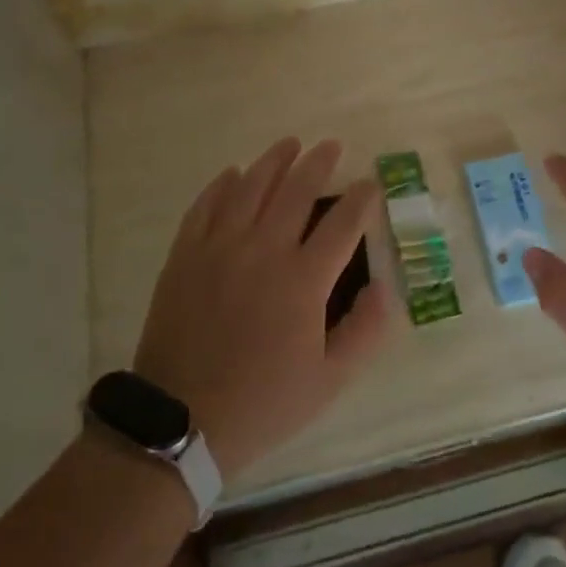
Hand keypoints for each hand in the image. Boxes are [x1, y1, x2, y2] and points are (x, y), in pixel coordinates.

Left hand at [133, 137, 387, 475]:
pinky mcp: (185, 255)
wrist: (180, 422)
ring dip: (274, 161)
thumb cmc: (263, 402)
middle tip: (331, 146)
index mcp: (303, 280)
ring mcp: (219, 248)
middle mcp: (263, 250)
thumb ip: (366, 331)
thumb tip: (385, 287)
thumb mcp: (330, 381)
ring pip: (251, 187)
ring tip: (289, 144)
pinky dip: (222, 185)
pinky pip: (206, 206)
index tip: (371, 184)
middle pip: (297, 191)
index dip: (361, 199)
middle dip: (319, 163)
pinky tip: (233, 174)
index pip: (343, 224)